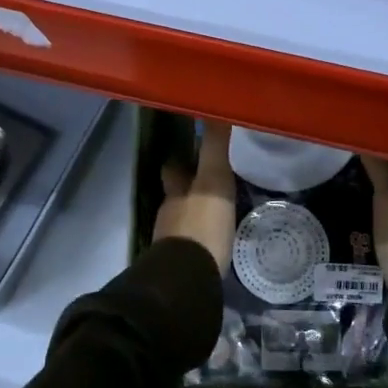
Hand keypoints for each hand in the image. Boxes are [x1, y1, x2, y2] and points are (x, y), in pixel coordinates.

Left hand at [154, 121, 236, 270]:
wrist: (188, 279)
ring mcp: (172, 241)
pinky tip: (214, 242)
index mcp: (175, 190)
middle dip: (189, 189)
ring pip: (182, 220)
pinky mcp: (181, 265)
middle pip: (177, 195)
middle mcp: (170, 212)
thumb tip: (215, 108)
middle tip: (211, 184)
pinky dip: (200, 240)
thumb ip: (214, 147)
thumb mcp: (214, 180)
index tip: (193, 154)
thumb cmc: (202, 224)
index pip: (173, 169)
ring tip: (217, 213)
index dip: (181, 161)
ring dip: (196, 214)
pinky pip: (190, 245)